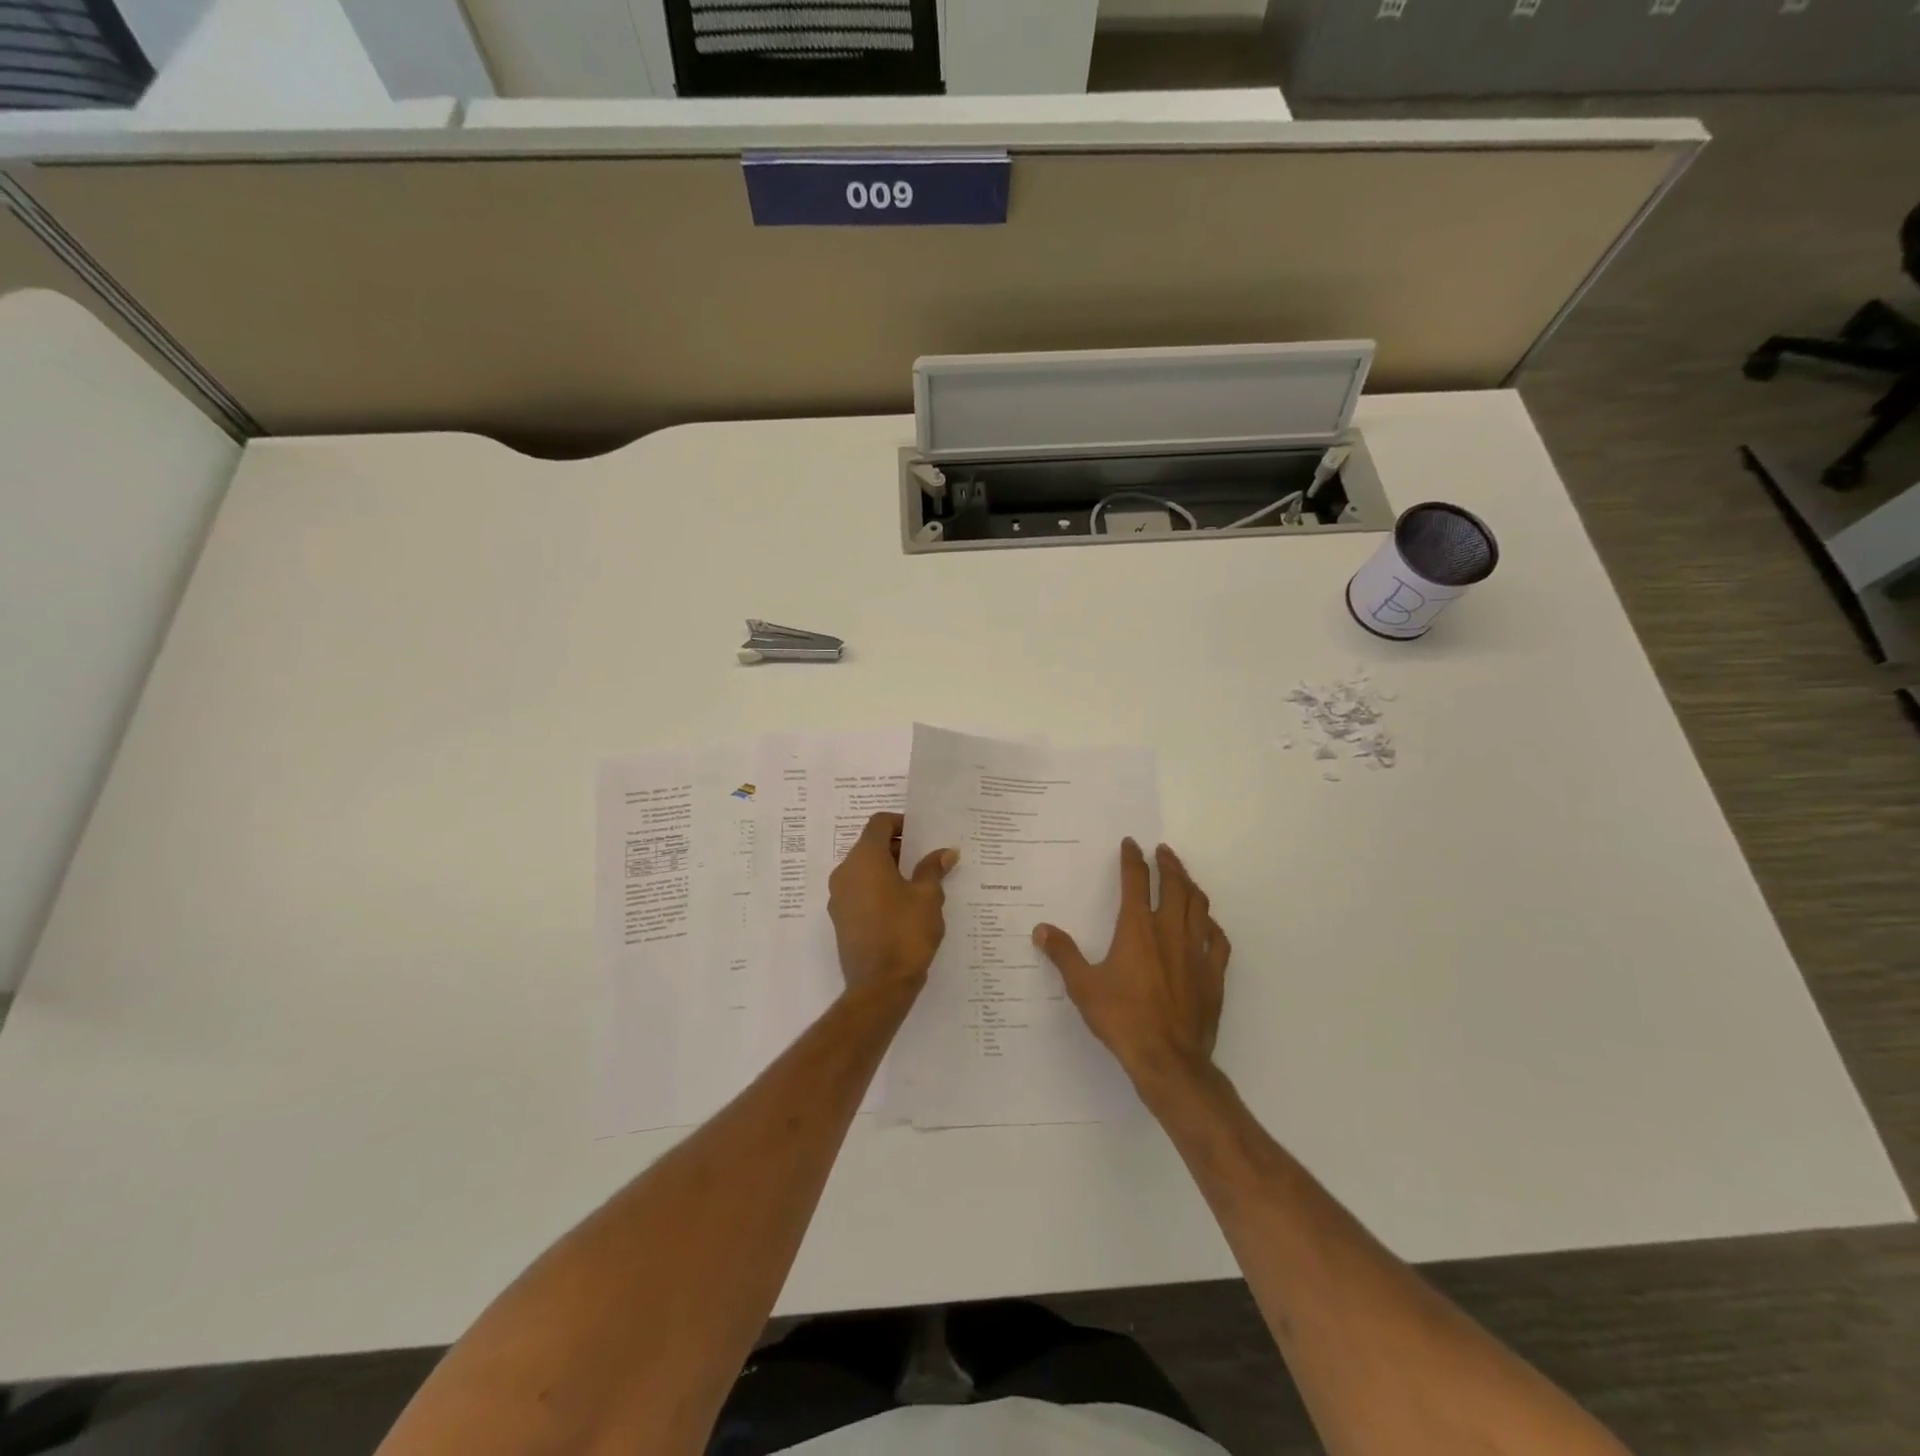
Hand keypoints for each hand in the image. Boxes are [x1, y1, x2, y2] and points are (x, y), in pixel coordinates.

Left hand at [827, 812, 957, 995]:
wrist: (879, 985)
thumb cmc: (905, 932)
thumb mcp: (927, 897)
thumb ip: (933, 870)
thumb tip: (945, 853)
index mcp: (865, 859)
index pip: (878, 823)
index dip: (900, 823)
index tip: (922, 836)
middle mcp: (845, 872)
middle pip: (869, 846)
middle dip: (898, 849)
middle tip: (925, 860)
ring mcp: (838, 897)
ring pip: (863, 870)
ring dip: (887, 870)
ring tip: (917, 885)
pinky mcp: (840, 919)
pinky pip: (858, 892)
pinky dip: (877, 890)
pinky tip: (901, 907)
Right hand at [1033, 839, 1229, 1086]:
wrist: (1168, 1058)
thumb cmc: (1122, 1018)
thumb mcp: (1083, 986)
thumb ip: (1063, 954)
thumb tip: (1041, 929)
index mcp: (1138, 929)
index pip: (1136, 882)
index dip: (1132, 859)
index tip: (1131, 843)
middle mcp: (1169, 931)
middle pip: (1175, 886)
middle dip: (1168, 864)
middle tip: (1163, 851)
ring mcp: (1196, 951)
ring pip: (1199, 906)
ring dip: (1190, 885)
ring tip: (1184, 878)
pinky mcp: (1213, 974)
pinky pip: (1217, 939)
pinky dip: (1211, 924)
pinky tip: (1207, 924)